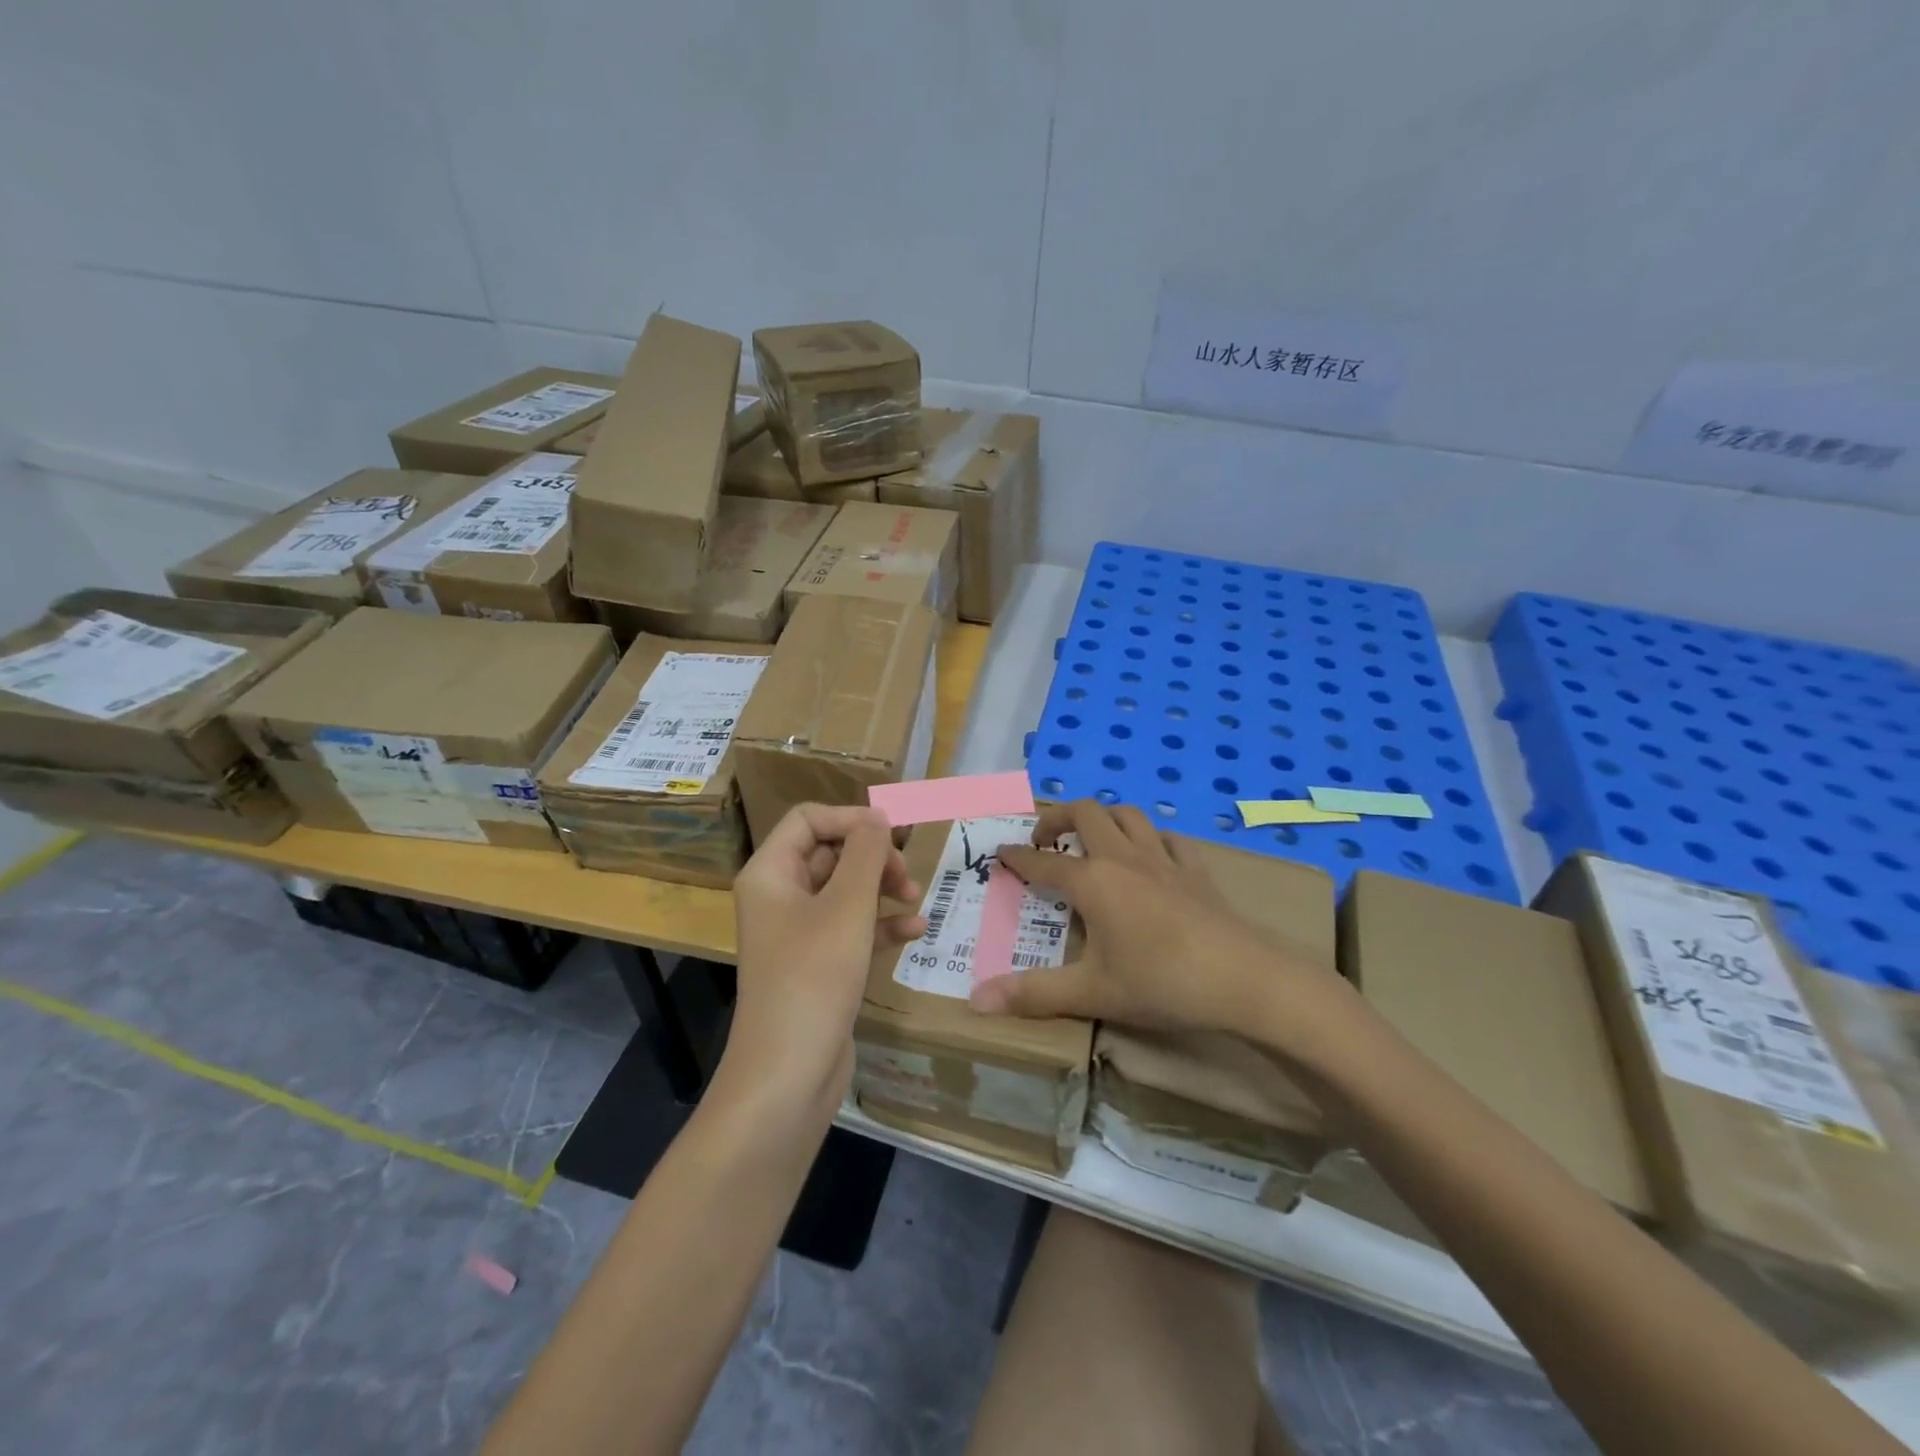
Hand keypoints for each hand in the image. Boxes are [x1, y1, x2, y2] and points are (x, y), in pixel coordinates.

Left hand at [724, 804, 925, 1111]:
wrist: (788, 1076)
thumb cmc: (814, 977)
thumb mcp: (847, 907)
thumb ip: (866, 854)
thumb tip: (877, 816)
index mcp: (770, 874)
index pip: (809, 820)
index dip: (851, 818)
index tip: (893, 831)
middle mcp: (779, 897)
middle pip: (830, 853)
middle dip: (872, 857)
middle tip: (906, 874)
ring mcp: (798, 934)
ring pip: (845, 891)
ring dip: (882, 889)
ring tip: (916, 898)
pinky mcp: (817, 965)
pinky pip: (851, 929)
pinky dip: (880, 925)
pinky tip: (914, 932)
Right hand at [971, 800, 1328, 1041]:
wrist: (1245, 979)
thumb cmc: (1161, 983)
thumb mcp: (1092, 994)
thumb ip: (1033, 994)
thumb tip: (976, 1001)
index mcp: (1092, 882)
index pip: (1043, 861)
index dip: (1017, 856)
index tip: (1000, 853)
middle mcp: (1123, 858)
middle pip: (1085, 813)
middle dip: (1057, 817)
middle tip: (1044, 840)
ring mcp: (1164, 860)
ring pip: (1128, 815)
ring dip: (1103, 818)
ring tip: (1092, 838)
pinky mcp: (1197, 870)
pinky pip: (1169, 838)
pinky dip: (1150, 838)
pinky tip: (1151, 856)